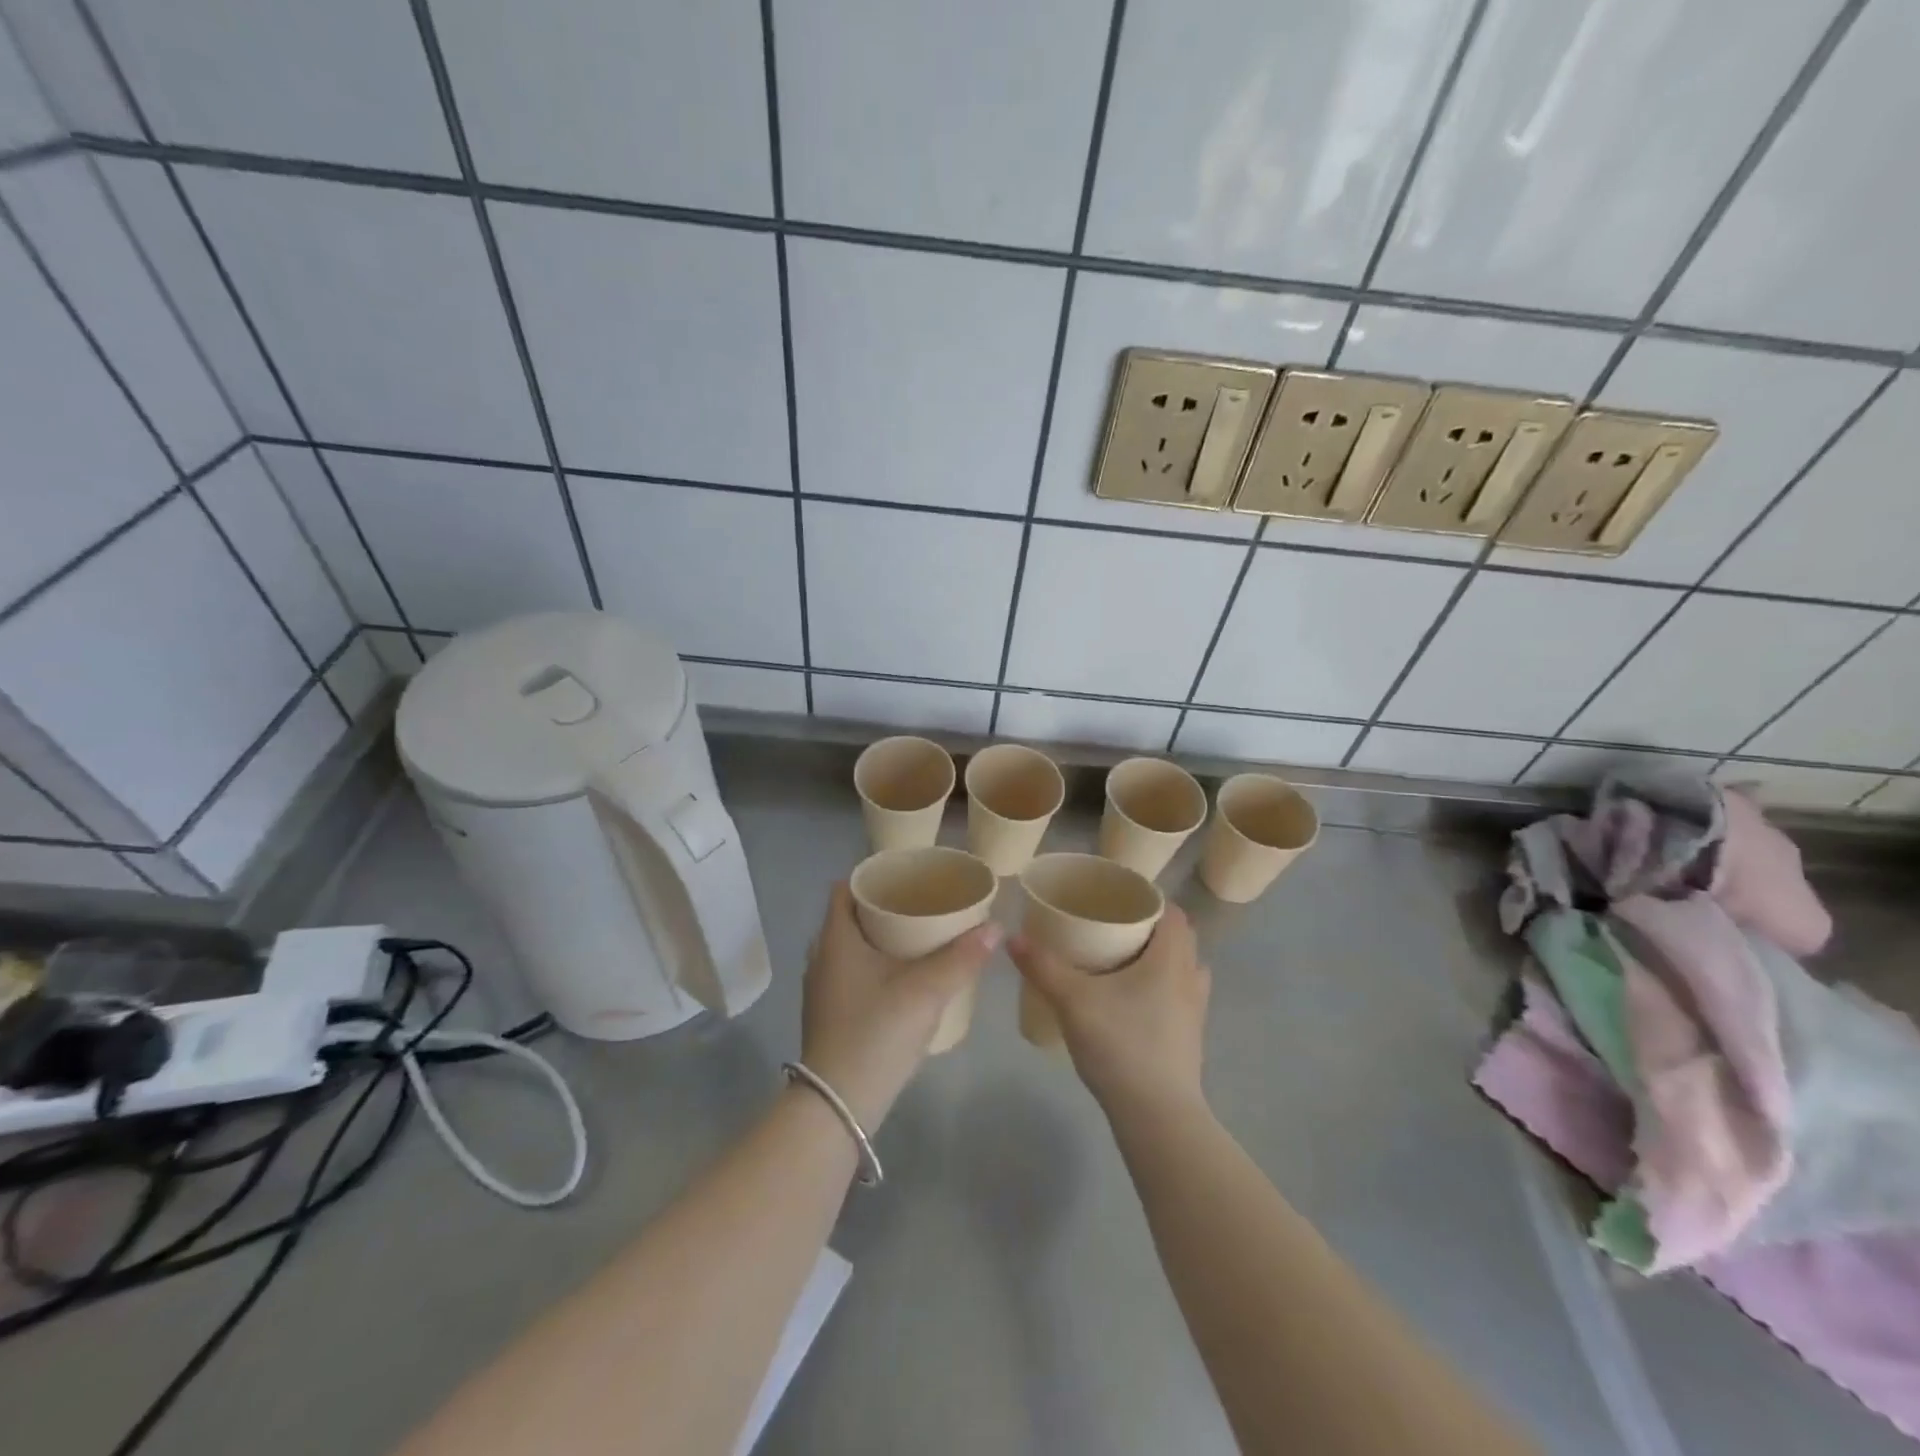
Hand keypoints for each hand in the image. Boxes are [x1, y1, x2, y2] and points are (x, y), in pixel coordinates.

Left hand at [800, 883, 1000, 1130]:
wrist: (838, 1104)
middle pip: (851, 916)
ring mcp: (822, 988)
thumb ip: (963, 958)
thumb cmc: (876, 1033)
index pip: (845, 888)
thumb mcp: (926, 991)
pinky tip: (905, 975)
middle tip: (923, 903)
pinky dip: (876, 963)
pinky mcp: (830, 1013)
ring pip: (852, 946)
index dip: (874, 877)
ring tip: (920, 935)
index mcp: (835, 939)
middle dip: (885, 907)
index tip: (907, 877)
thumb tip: (995, 927)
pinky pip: (852, 971)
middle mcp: (821, 956)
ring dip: (881, 937)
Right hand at [1007, 906, 1208, 1118]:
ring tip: (1123, 961)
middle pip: (1179, 937)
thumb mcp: (1073, 1001)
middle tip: (1111, 927)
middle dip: (1149, 927)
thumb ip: (1043, 966)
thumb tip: (1012, 937)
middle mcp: (1190, 978)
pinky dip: (1162, 986)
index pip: (1173, 912)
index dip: (1149, 900)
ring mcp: (1196, 1010)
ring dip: (1160, 958)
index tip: (1117, 900)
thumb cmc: (1122, 1046)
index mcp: (1171, 959)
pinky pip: (1180, 995)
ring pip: (1183, 968)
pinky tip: (1132, 1000)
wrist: (1158, 1117)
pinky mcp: (1191, 1037)